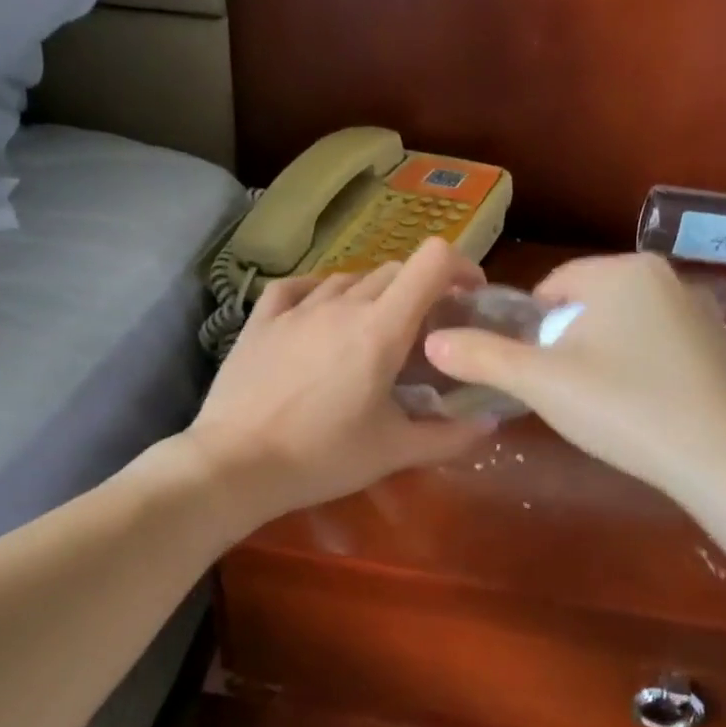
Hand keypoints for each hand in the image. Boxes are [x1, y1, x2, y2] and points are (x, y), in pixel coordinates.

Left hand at [183, 239, 492, 529]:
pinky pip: (299, 287)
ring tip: (375, 330)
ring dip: (374, 295)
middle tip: (426, 330)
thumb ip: (449, 436)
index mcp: (381, 329)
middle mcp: (341, 304)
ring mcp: (297, 308)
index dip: (460, 266)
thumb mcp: (393, 452)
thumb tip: (490, 423)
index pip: (432, 262)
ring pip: (349, 279)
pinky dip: (322, 292)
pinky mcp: (261, 320)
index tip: (470, 295)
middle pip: (394, 271)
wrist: (236, 464)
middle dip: (421, 291)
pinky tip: (322, 312)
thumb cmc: (322, 458)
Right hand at [423, 253, 725, 503]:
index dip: (529, 333)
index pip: (550, 288)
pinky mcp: (721, 346)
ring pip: (622, 328)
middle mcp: (665, 276)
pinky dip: (640, 372)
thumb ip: (483, 357)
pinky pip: (658, 347)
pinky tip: (645, 411)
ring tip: (606, 409)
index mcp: (621, 270)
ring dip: (601, 361)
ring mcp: (701, 310)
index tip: (535, 377)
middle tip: (568, 397)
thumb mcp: (542, 384)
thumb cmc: (624, 407)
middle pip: (586, 307)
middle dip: (566, 348)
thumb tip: (432, 341)